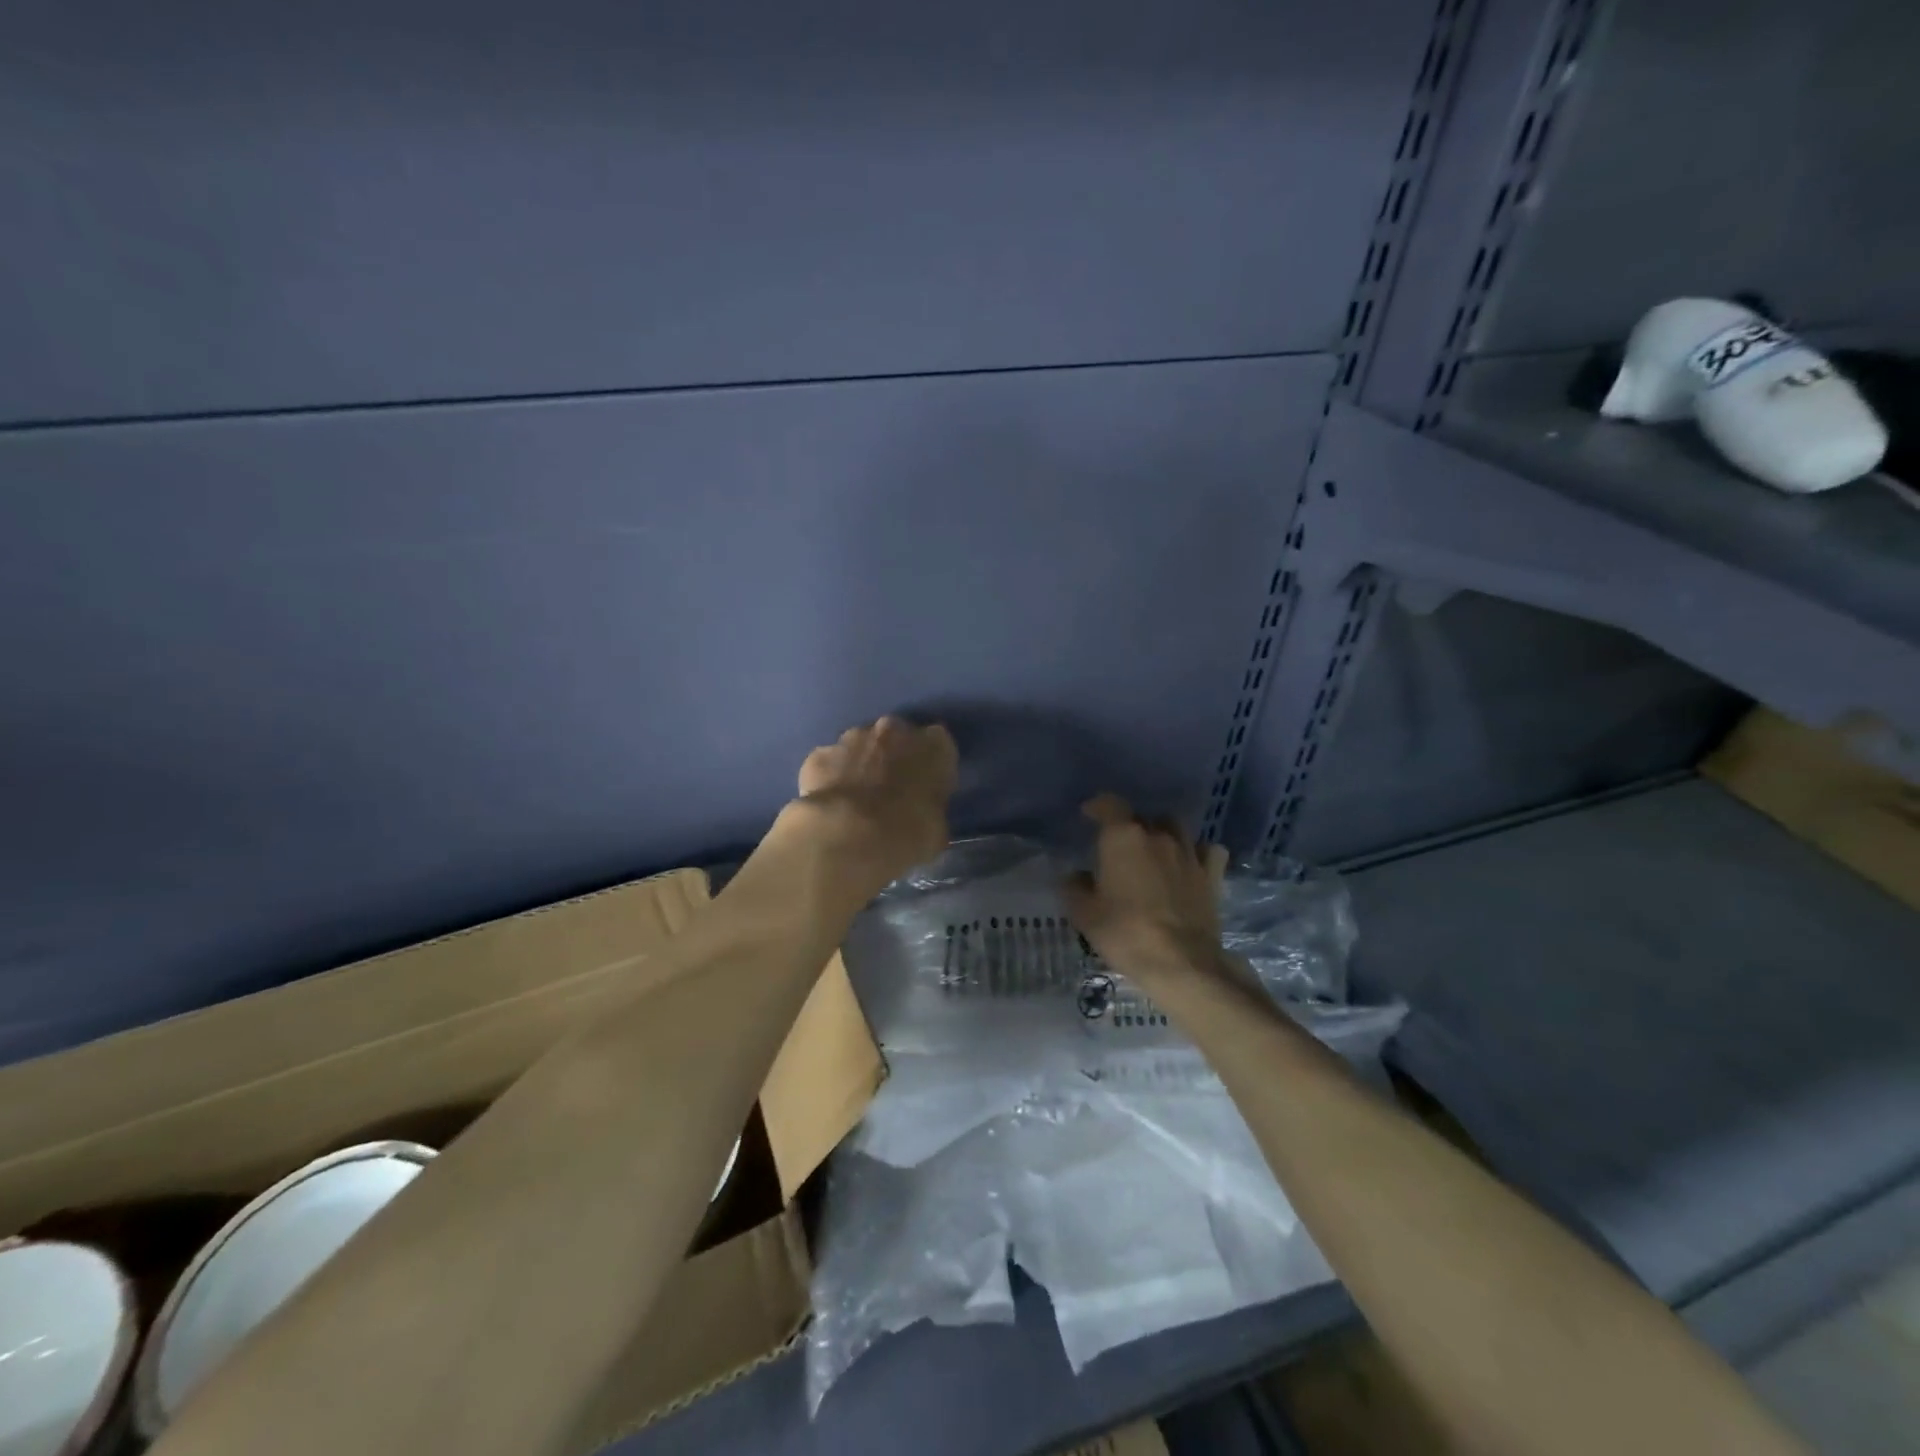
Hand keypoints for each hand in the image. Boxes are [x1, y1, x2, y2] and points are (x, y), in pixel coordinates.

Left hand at [787, 716, 956, 901]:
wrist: (848, 837)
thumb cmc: (907, 835)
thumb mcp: (936, 831)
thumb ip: (931, 811)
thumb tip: (922, 816)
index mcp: (934, 746)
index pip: (939, 746)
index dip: (931, 768)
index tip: (925, 789)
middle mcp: (893, 730)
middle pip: (896, 739)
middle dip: (893, 759)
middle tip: (890, 793)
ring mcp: (851, 738)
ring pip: (859, 747)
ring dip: (860, 766)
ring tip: (856, 802)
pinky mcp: (818, 755)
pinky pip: (829, 765)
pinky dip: (829, 779)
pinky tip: (830, 807)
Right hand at [1063, 793, 1221, 983]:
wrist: (1181, 962)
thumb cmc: (1125, 933)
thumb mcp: (1084, 913)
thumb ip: (1075, 887)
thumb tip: (1076, 876)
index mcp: (1123, 837)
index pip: (1109, 805)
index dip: (1097, 807)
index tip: (1088, 815)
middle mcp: (1158, 835)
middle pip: (1141, 817)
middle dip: (1128, 826)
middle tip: (1118, 847)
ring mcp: (1189, 852)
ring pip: (1174, 828)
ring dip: (1161, 834)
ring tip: (1153, 852)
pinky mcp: (1212, 874)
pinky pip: (1206, 850)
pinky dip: (1197, 852)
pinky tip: (1189, 864)